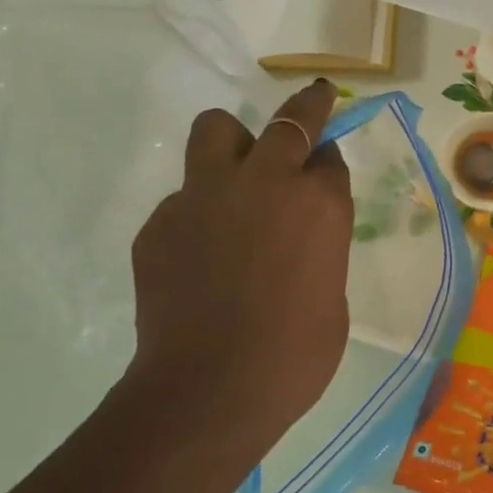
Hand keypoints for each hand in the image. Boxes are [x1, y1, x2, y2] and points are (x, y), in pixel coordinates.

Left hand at [122, 80, 352, 472]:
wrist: (211, 390)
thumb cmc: (295, 356)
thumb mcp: (332, 297)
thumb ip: (320, 250)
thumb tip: (298, 239)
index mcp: (320, 204)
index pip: (329, 157)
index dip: (328, 163)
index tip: (325, 170)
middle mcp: (265, 182)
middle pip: (289, 120)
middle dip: (307, 107)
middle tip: (313, 102)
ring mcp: (205, 195)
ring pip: (216, 130)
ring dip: (234, 142)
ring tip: (237, 173)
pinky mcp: (161, 221)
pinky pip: (183, 197)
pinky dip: (197, 212)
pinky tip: (200, 257)